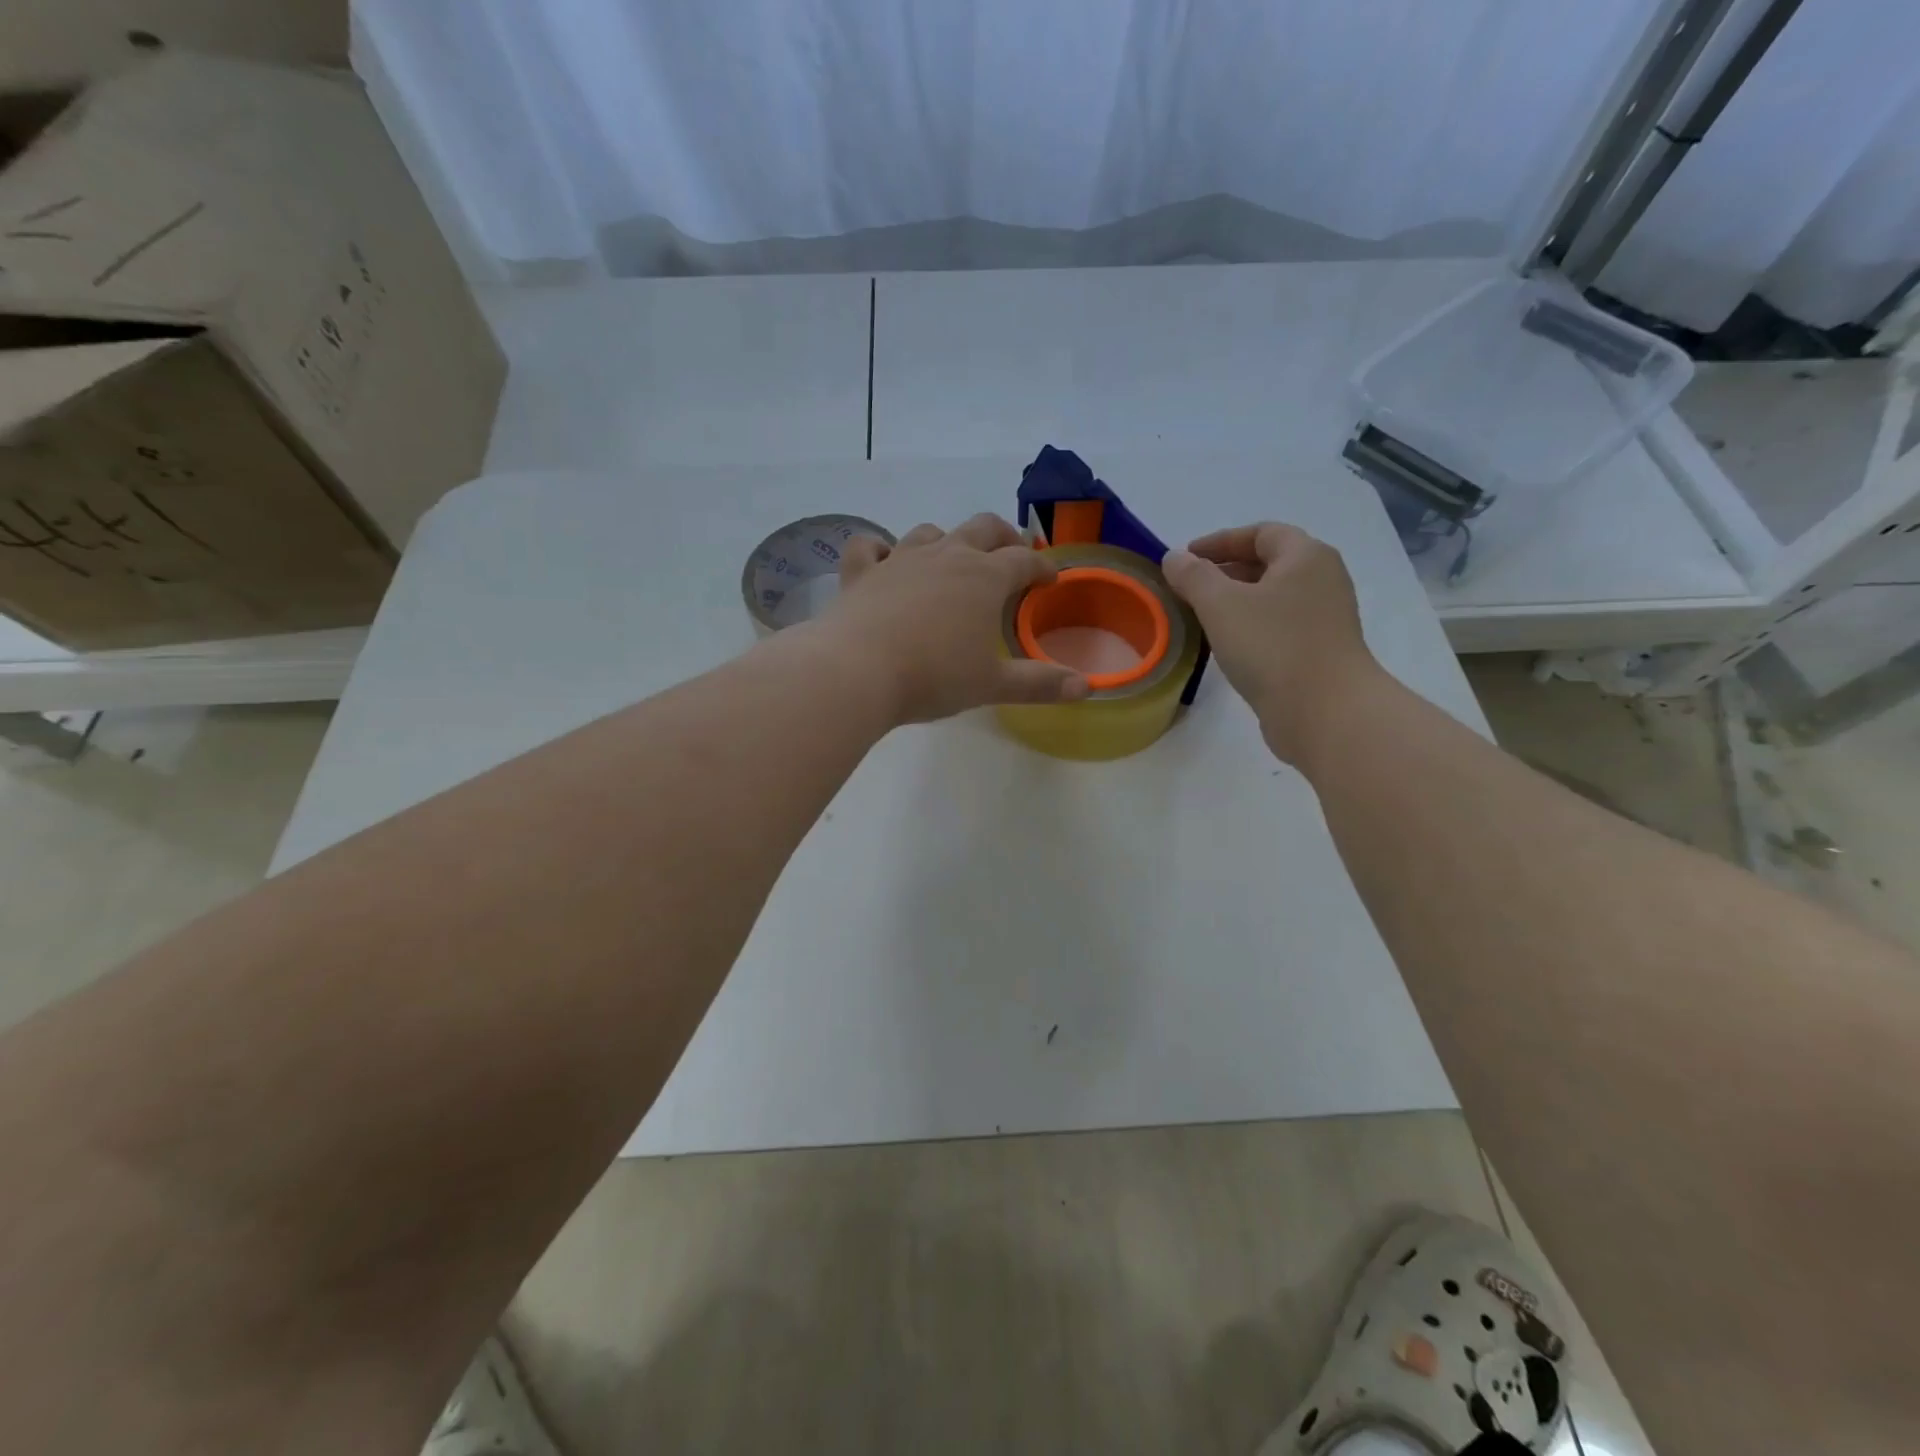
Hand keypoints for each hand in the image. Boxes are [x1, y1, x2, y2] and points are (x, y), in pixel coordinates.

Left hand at [821, 513, 1090, 724]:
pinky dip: (879, 549)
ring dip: (947, 541)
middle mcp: (946, 556)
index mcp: (984, 578)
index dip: (1041, 568)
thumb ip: (1040, 683)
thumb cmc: (934, 677)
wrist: (858, 671)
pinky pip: (869, 546)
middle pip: (982, 528)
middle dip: (1003, 537)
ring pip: (930, 532)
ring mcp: (899, 558)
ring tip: (952, 559)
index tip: (1050, 580)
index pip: (1023, 562)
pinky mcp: (861, 572)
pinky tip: (884, 560)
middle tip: (1011, 554)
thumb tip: (1087, 688)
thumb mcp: (992, 684)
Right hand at [1161, 523, 1380, 763]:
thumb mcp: (1221, 605)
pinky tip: (1227, 645)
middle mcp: (1322, 580)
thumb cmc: (1273, 646)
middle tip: (1188, 587)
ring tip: (1201, 616)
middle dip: (1225, 571)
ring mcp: (1324, 618)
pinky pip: (1278, 626)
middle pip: (1269, 563)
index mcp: (1306, 557)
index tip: (1186, 558)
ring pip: (1272, 597)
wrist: (1325, 712)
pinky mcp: (1319, 651)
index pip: (1261, 533)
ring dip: (1236, 601)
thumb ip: (1193, 576)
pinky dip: (1250, 626)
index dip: (1220, 541)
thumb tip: (1175, 558)